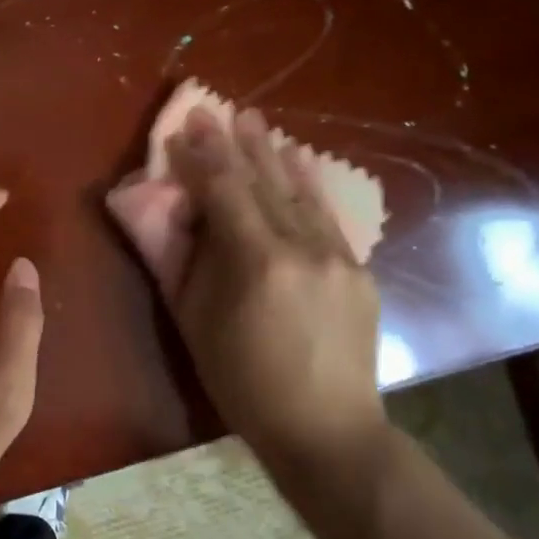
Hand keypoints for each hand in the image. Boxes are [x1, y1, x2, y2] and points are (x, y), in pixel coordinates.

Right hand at [106, 106, 382, 464]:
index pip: (223, 192)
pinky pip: (327, 216)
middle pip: (263, 183)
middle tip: (218, 109)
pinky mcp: (358, 270)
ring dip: (273, 155)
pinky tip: (299, 162)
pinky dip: (308, 186)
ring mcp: (337, 256)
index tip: (185, 127)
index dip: (201, 158)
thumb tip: (181, 213)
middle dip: (236, 144)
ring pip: (299, 193)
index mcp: (257, 261)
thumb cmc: (243, 381)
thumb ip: (185, 261)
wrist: (327, 429)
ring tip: (257, 122)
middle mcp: (302, 247)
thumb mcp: (195, 322)